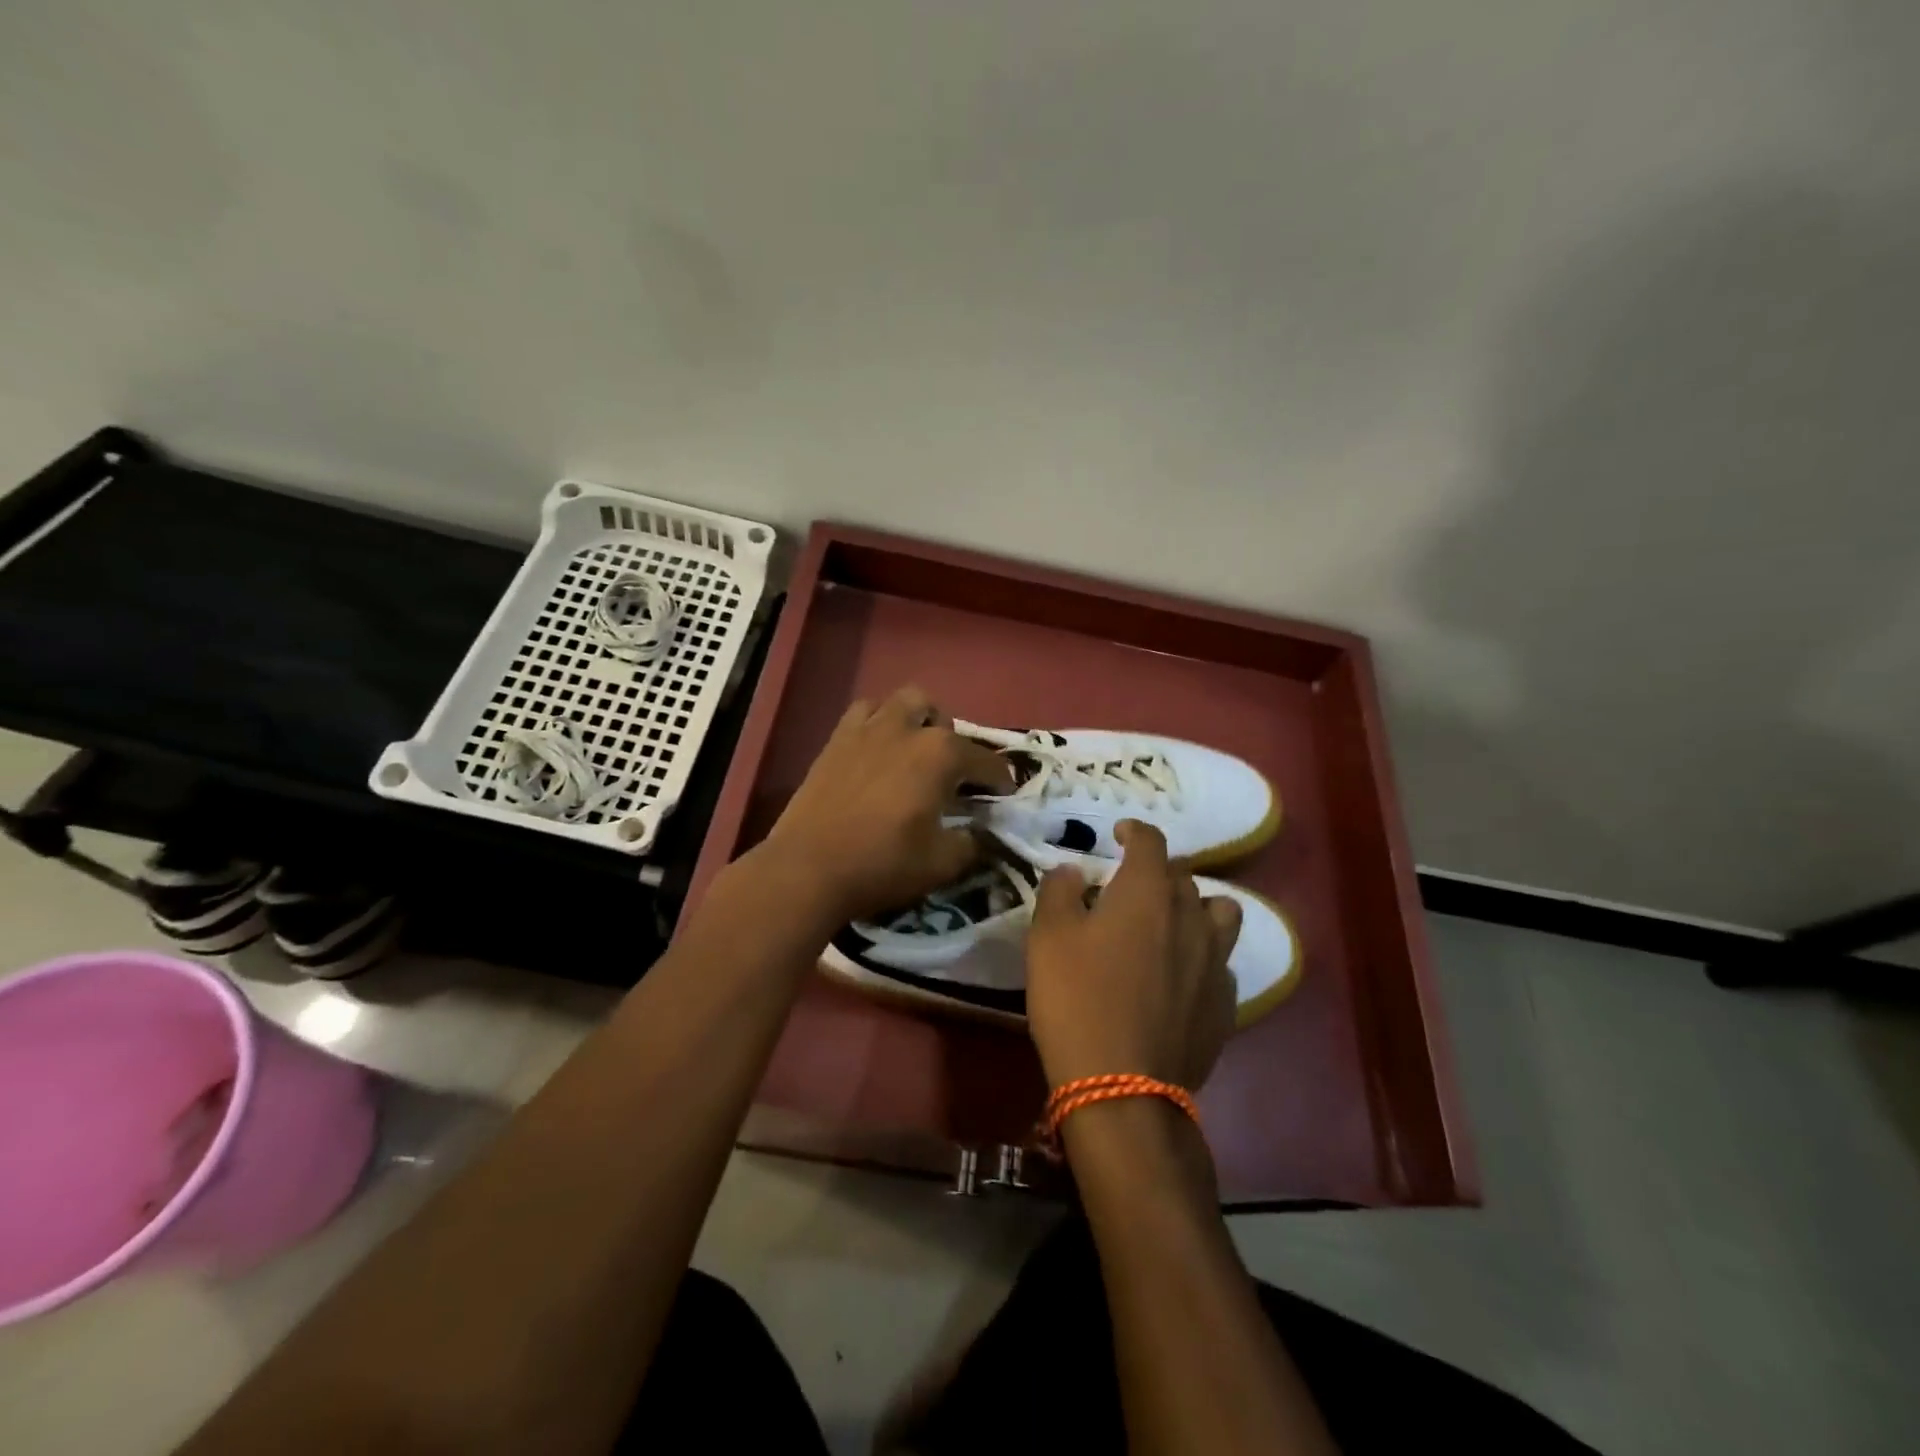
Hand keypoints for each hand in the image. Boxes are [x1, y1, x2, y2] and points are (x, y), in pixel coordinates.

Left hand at [755, 686, 1013, 927]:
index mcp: (941, 754)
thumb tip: (980, 833)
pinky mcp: (836, 739)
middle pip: (940, 717)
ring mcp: (867, 729)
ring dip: (915, 720)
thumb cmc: (883, 864)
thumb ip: (972, 844)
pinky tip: (876, 751)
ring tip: (913, 751)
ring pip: (901, 702)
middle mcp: (907, 729)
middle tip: (950, 774)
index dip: (1000, 779)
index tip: (1005, 795)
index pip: (985, 760)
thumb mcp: (942, 863)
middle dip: (952, 740)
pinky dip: (877, 722)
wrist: (808, 868)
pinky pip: (863, 713)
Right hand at [1025, 821, 1240, 1091]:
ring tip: (1172, 924)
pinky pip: (1221, 964)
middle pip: (1183, 876)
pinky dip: (1203, 958)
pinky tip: (1182, 978)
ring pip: (1220, 914)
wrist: (1121, 1086)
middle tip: (1129, 889)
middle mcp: (1190, 916)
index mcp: (1148, 892)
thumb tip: (1074, 871)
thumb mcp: (1048, 937)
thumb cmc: (1076, 999)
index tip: (1119, 834)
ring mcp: (1215, 961)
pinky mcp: (1225, 1004)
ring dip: (1197, 908)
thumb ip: (1060, 891)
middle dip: (1157, 872)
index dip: (1134, 830)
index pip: (1151, 840)